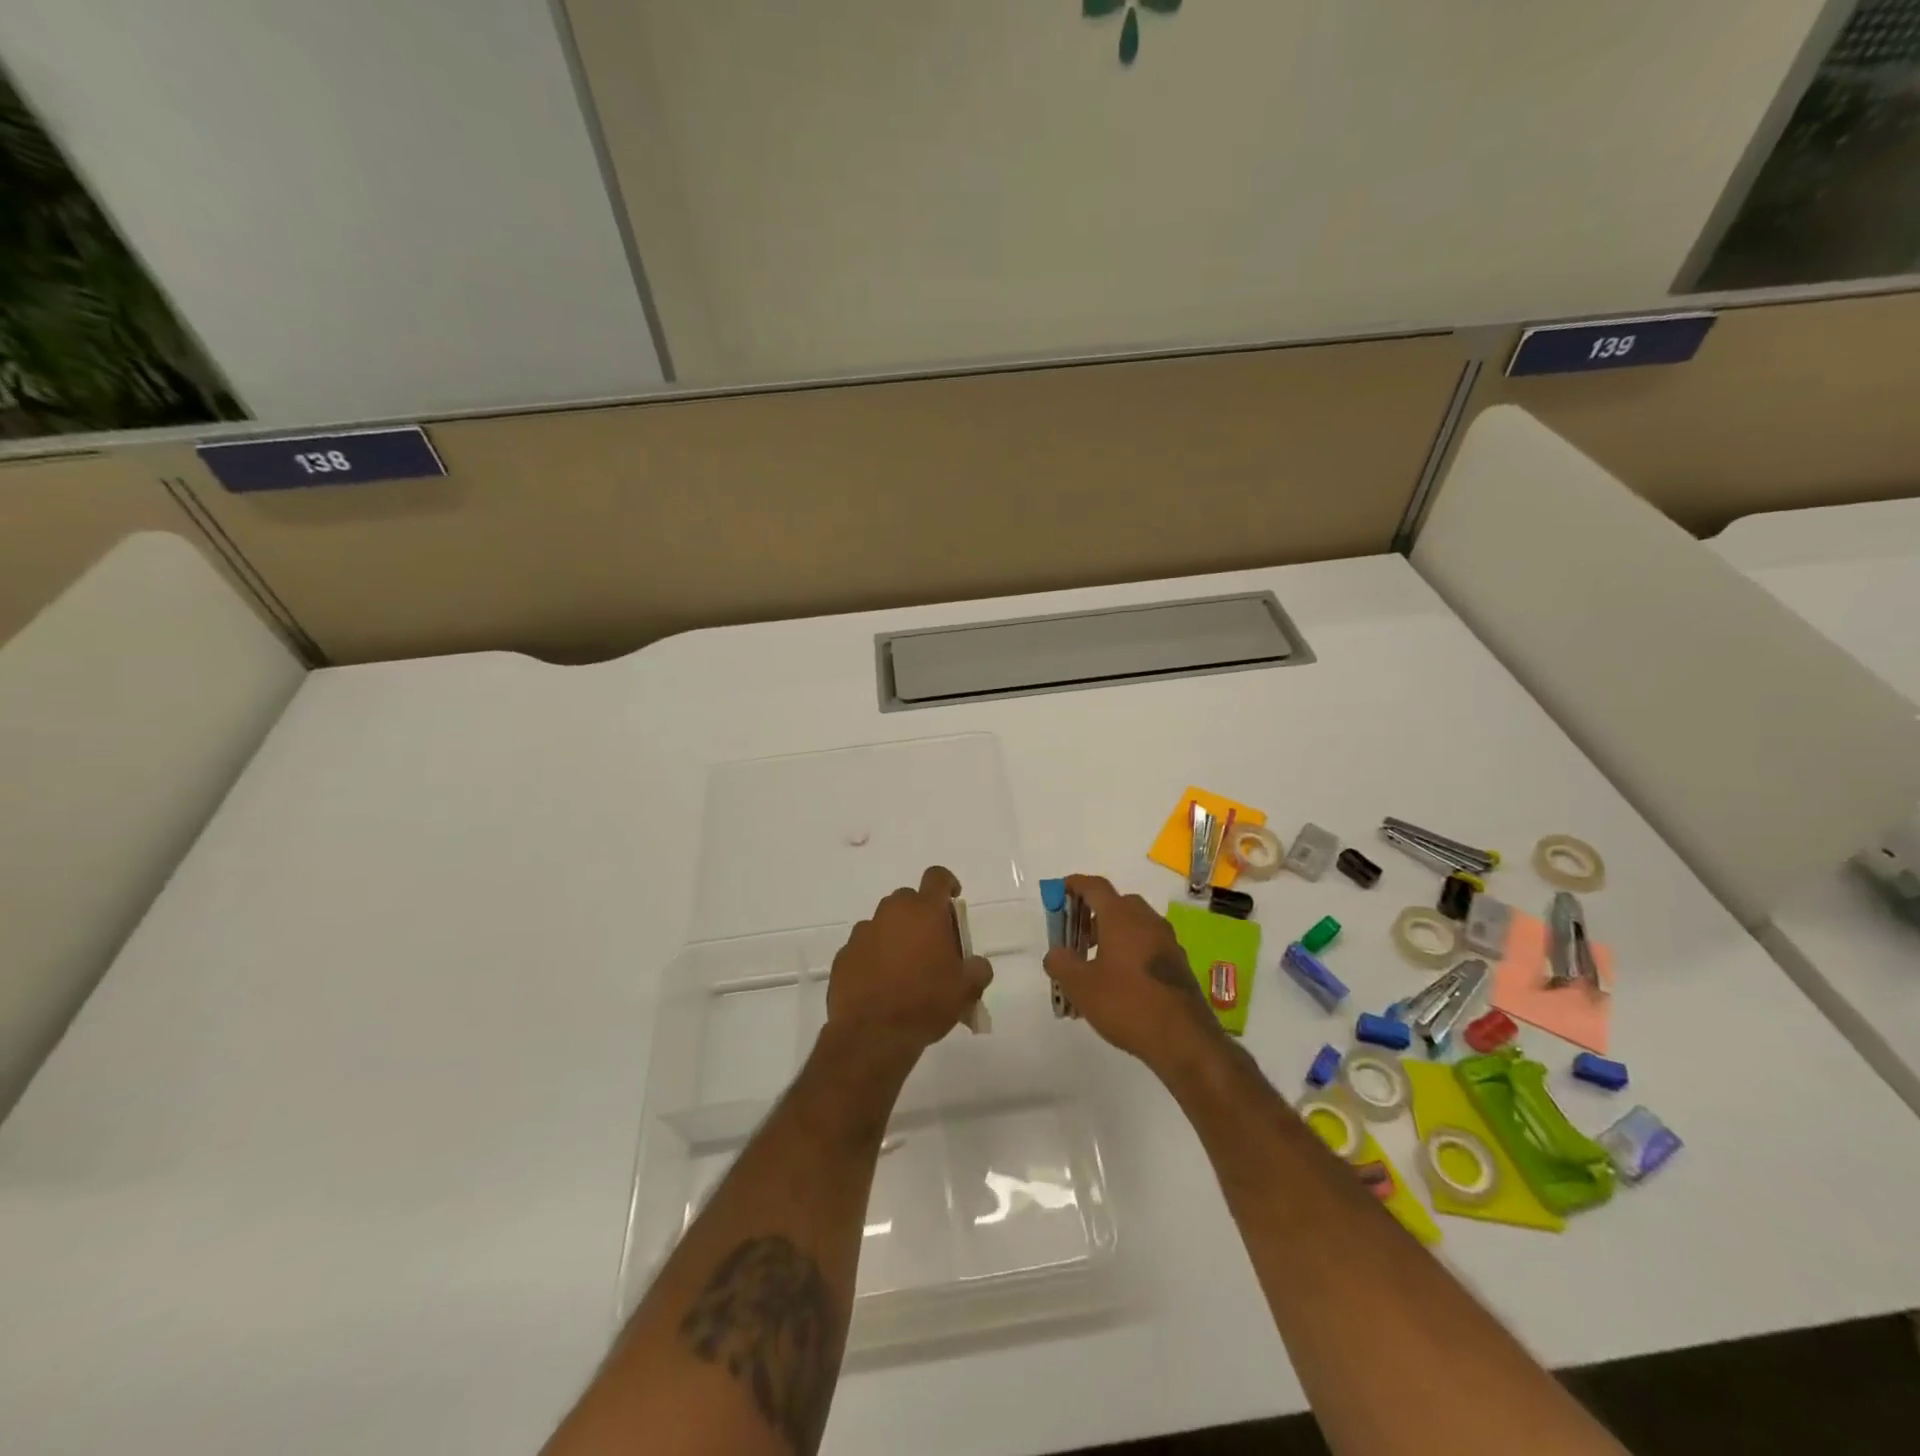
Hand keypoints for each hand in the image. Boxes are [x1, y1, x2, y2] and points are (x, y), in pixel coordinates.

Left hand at [826, 865, 993, 1058]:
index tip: (953, 901)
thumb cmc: (926, 1003)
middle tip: (932, 946)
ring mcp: (864, 932)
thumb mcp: (967, 989)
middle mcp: (892, 912)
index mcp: (925, 912)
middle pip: (909, 899)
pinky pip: (865, 946)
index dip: (947, 884)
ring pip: (885, 923)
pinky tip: (881, 985)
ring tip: (905, 970)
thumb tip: (977, 964)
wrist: (872, 1035)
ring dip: (897, 936)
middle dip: (922, 916)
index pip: (937, 876)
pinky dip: (874, 956)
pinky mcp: (844, 954)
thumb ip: (978, 968)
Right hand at [1043, 874, 1224, 1077]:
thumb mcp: (1080, 985)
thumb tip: (1056, 953)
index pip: (1095, 887)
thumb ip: (1061, 963)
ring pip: (1133, 926)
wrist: (1184, 1039)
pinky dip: (1129, 953)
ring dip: (1111, 936)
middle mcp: (1147, 920)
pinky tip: (1118, 983)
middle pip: (1116, 904)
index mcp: (1121, 916)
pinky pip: (1147, 946)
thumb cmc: (1126, 1003)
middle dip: (1092, 914)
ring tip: (1093, 965)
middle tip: (1075, 936)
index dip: (1075, 885)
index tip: (1059, 892)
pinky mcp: (1178, 964)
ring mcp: (1167, 941)